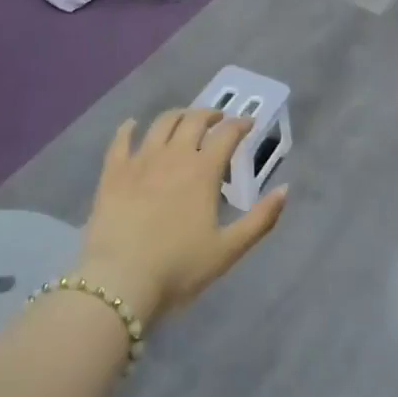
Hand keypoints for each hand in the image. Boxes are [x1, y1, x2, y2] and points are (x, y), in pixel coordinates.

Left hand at [77, 110, 286, 324]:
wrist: (120, 281)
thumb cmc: (179, 268)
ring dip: (178, 115)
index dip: (240, 125)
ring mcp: (140, 160)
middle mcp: (173, 156)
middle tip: (218, 119)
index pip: (226, 135)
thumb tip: (284, 190)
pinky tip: (132, 125)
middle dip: (210, 115)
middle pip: (193, 121)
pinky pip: (120, 140)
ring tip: (184, 119)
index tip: (248, 124)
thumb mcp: (228, 250)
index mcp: (202, 171)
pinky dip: (129, 128)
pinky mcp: (113, 172)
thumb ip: (260, 219)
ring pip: (161, 124)